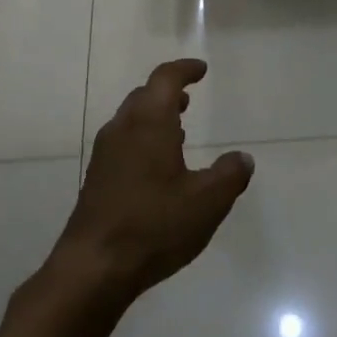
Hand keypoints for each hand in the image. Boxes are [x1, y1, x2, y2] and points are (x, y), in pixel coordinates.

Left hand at [55, 59, 253, 305]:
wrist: (94, 266)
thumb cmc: (154, 225)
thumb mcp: (207, 202)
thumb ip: (229, 175)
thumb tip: (242, 158)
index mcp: (148, 123)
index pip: (165, 79)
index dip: (184, 70)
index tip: (201, 70)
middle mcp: (122, 130)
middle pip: (143, 97)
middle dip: (167, 93)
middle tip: (188, 99)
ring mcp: (104, 155)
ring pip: (130, 121)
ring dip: (154, 118)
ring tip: (178, 131)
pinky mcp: (96, 179)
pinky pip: (122, 143)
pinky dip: (142, 140)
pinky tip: (157, 168)